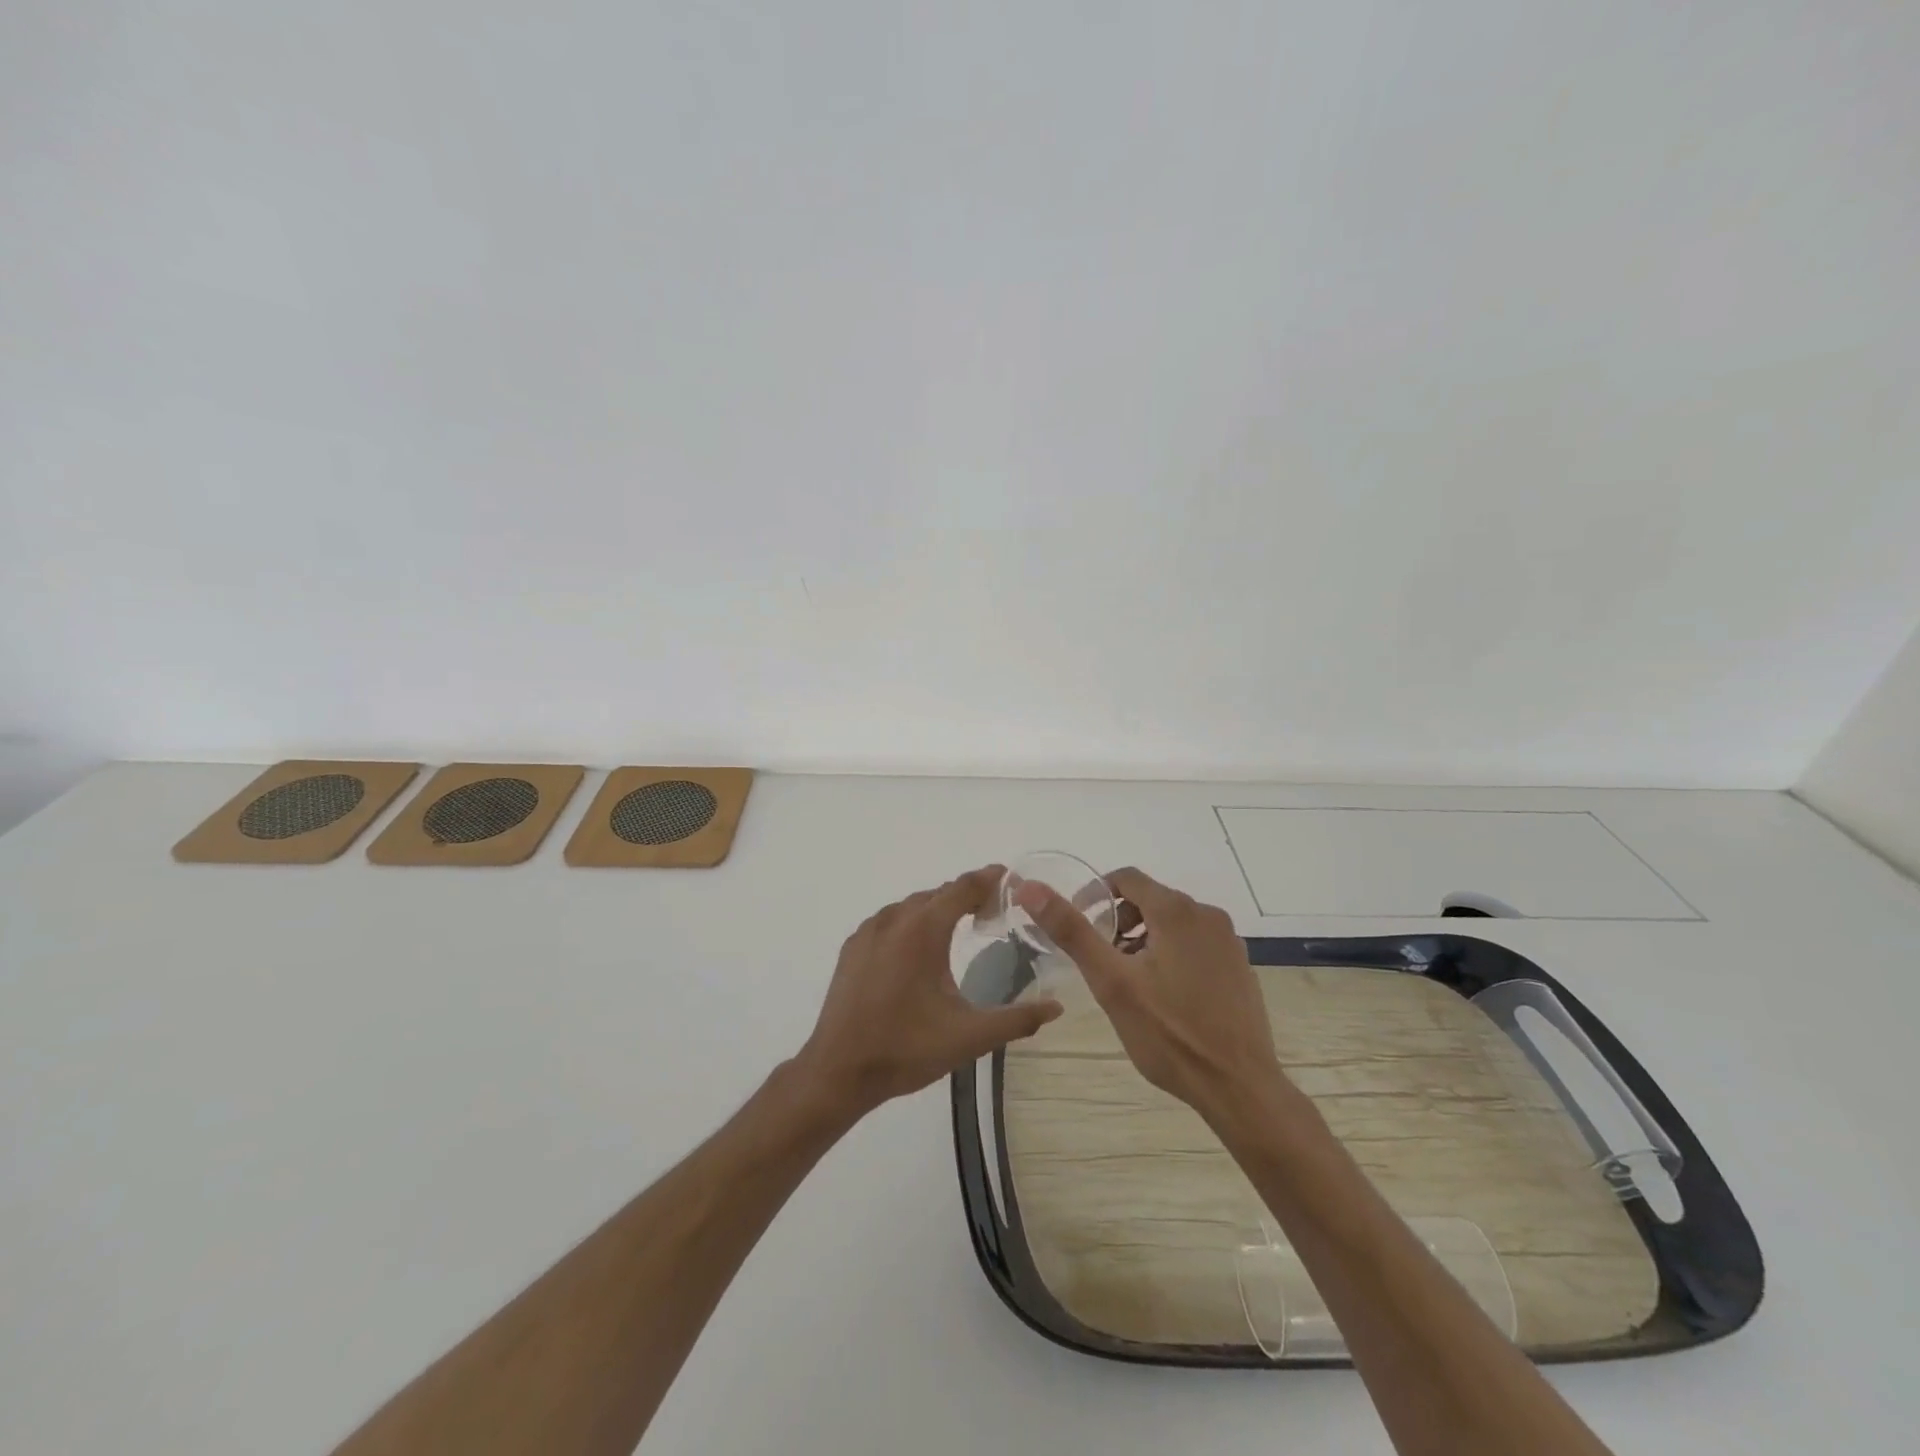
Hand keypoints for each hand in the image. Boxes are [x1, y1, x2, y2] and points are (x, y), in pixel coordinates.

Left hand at [796, 866, 1063, 1117]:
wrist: (838, 1071)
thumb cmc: (906, 1049)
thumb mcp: (969, 1037)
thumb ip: (1017, 1019)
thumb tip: (1056, 1007)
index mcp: (923, 930)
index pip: (962, 887)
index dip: (989, 878)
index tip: (1011, 878)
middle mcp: (894, 919)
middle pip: (938, 893)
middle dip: (967, 894)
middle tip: (994, 909)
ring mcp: (868, 931)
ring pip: (912, 905)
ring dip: (938, 907)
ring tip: (961, 924)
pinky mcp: (853, 948)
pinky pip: (890, 920)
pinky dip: (912, 921)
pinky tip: (920, 947)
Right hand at [1016, 867, 1285, 1123]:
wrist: (1239, 1088)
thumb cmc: (1169, 1034)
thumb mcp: (1111, 982)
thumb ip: (1071, 931)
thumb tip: (1030, 888)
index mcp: (1177, 910)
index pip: (1126, 878)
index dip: (1095, 894)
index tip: (1077, 923)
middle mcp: (1207, 915)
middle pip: (1150, 899)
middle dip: (1119, 921)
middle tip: (1101, 959)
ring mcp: (1229, 942)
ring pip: (1173, 923)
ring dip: (1144, 939)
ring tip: (1128, 980)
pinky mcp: (1240, 967)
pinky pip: (1195, 944)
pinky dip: (1171, 954)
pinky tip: (1164, 996)